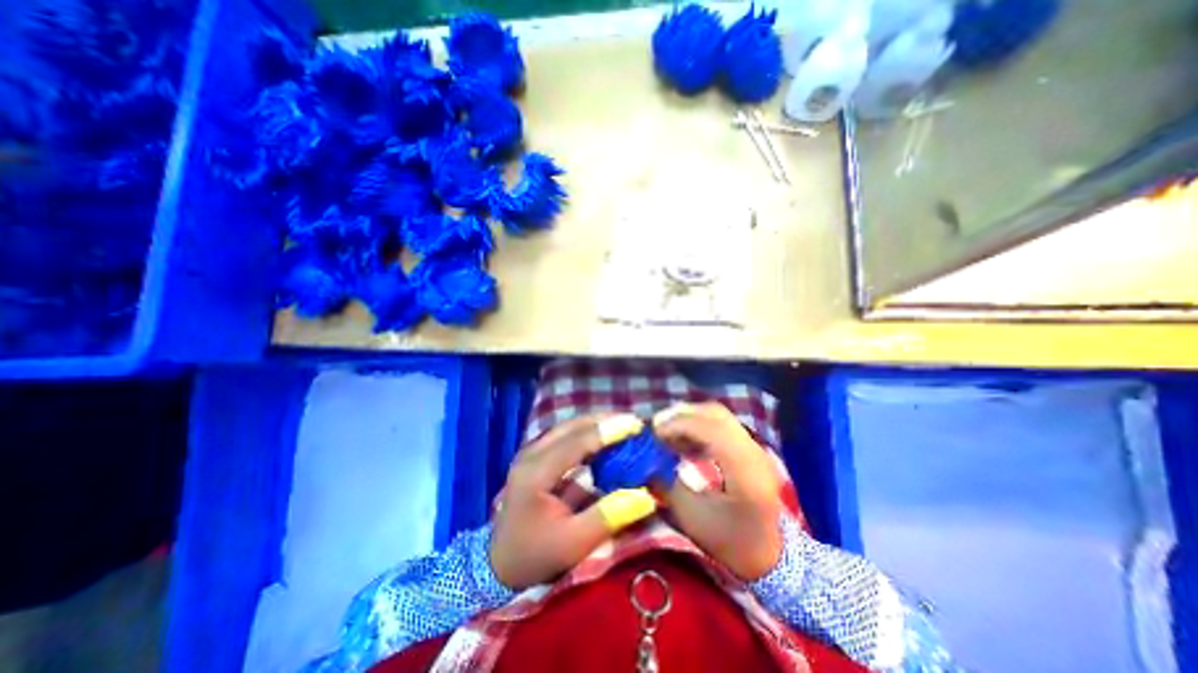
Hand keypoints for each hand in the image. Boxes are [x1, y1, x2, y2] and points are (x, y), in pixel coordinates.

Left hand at [488, 412, 658, 589]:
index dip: (608, 430)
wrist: (500, 564)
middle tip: (634, 423)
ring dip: (597, 424)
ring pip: (569, 426)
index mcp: (536, 472)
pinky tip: (605, 438)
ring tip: (624, 426)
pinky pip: (566, 435)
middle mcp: (532, 453)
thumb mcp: (573, 543)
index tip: (636, 424)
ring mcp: (532, 451)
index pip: (577, 441)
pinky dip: (588, 433)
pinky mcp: (537, 455)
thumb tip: (646, 495)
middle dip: (605, 421)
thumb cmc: (536, 556)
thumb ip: (609, 516)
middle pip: (572, 426)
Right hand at [655, 402, 788, 580]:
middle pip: (716, 414)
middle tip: (657, 427)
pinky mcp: (749, 448)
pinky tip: (683, 441)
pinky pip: (720, 425)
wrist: (769, 556)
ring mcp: (755, 447)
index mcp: (745, 472)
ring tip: (666, 433)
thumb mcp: (692, 519)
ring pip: (718, 415)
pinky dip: (698, 426)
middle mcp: (754, 452)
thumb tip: (643, 461)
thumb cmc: (730, 543)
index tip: (654, 432)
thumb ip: (666, 485)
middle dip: (682, 415)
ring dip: (689, 418)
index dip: (680, 425)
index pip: (713, 431)